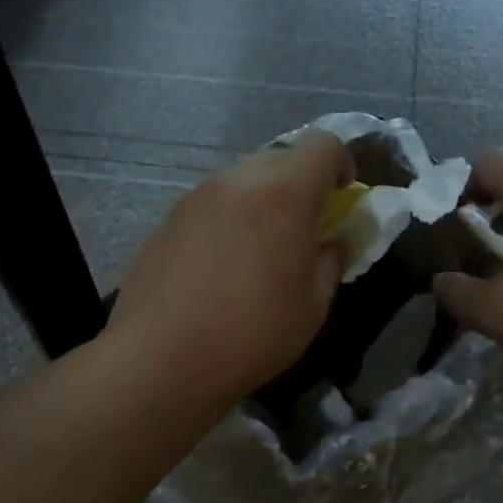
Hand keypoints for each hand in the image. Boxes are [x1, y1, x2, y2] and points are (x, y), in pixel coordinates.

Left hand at [104, 130, 352, 409]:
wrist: (161, 358)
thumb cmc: (252, 333)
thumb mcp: (313, 305)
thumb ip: (330, 261)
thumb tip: (331, 242)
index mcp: (284, 191)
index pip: (323, 144)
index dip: (342, 165)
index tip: (342, 199)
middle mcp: (238, 179)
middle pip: (281, 157)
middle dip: (302, 183)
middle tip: (303, 228)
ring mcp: (197, 195)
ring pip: (243, 178)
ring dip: (263, 200)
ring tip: (260, 249)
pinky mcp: (169, 218)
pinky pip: (213, 202)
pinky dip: (230, 217)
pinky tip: (222, 264)